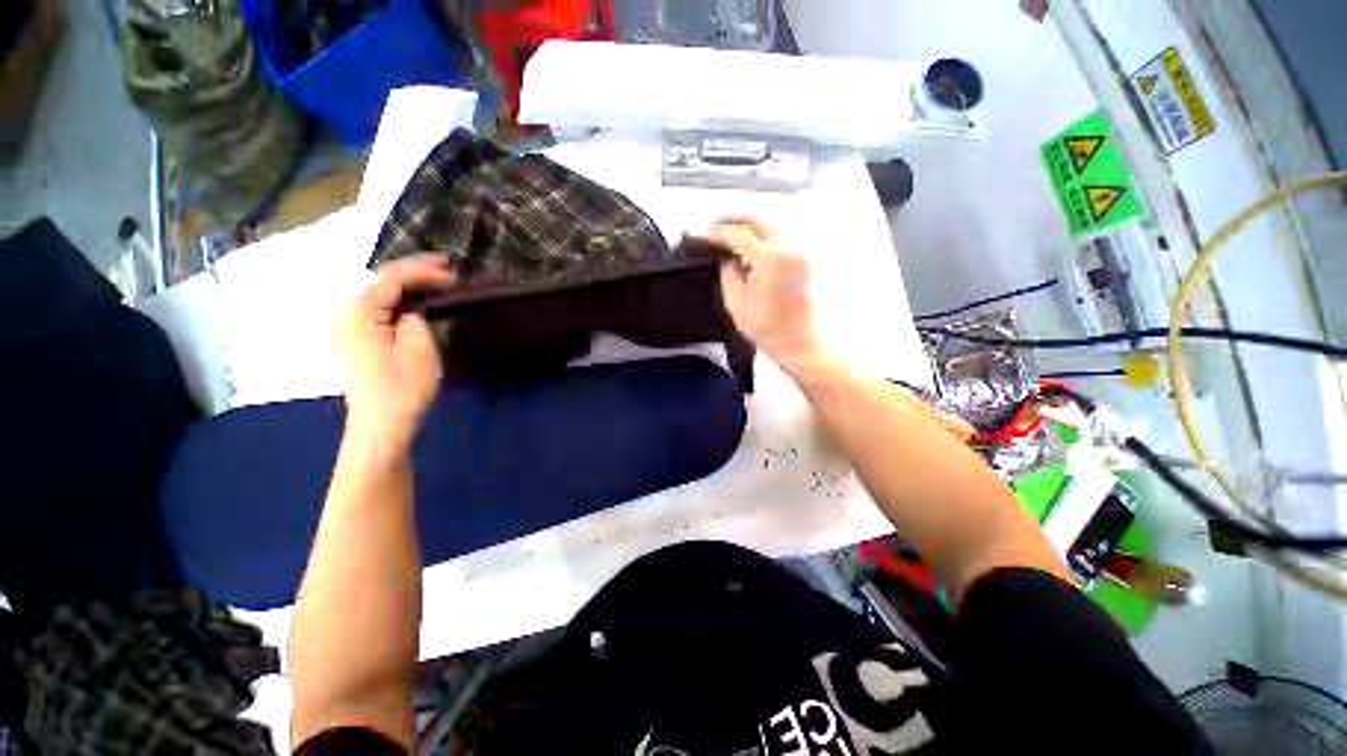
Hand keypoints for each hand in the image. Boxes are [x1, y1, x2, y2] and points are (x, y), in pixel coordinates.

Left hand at [340, 256, 452, 450]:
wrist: (380, 426)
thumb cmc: (403, 386)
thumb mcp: (419, 346)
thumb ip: (416, 316)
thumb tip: (413, 308)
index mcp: (359, 311)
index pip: (392, 277)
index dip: (423, 271)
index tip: (453, 273)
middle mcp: (346, 314)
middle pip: (381, 282)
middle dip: (413, 273)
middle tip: (445, 270)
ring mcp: (347, 329)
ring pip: (378, 295)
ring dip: (406, 287)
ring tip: (433, 284)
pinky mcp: (355, 343)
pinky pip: (376, 311)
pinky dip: (398, 303)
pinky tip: (414, 305)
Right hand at [710, 218, 822, 373]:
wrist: (801, 343)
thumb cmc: (771, 330)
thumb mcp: (736, 303)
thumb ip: (728, 274)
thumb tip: (726, 258)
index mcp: (773, 260)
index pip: (740, 234)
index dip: (719, 231)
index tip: (708, 233)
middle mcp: (792, 249)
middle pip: (760, 219)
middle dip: (736, 220)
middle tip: (719, 227)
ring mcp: (804, 252)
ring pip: (774, 224)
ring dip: (752, 226)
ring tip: (735, 235)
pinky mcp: (808, 259)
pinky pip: (785, 236)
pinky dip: (767, 236)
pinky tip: (755, 247)